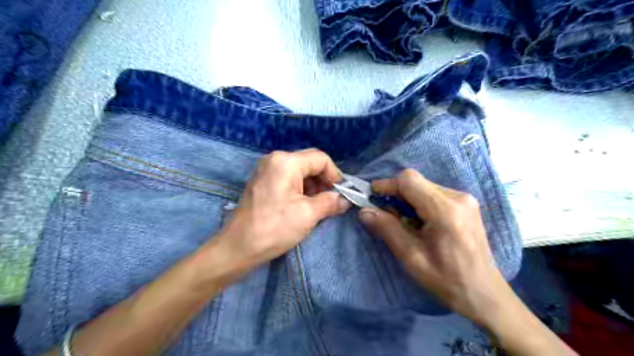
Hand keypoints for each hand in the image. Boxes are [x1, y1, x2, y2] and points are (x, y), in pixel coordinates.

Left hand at [216, 149, 349, 269]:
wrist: (238, 248)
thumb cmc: (274, 228)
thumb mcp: (308, 214)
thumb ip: (330, 202)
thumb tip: (345, 199)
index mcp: (286, 162)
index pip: (320, 159)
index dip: (335, 175)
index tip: (343, 194)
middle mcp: (275, 159)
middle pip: (309, 163)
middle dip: (324, 181)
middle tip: (333, 201)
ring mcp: (266, 170)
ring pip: (300, 172)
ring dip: (314, 187)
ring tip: (320, 206)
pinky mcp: (263, 182)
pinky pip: (288, 179)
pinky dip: (301, 190)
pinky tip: (305, 206)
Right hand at [358, 170, 577, 355]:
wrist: (484, 294)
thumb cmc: (446, 280)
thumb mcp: (411, 257)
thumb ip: (387, 229)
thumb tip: (364, 211)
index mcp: (445, 210)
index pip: (409, 180)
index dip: (386, 185)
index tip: (371, 197)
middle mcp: (458, 197)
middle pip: (416, 181)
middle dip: (396, 193)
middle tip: (385, 214)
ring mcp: (465, 199)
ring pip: (424, 186)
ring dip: (407, 199)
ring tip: (403, 222)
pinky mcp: (467, 204)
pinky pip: (434, 193)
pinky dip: (420, 202)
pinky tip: (420, 222)